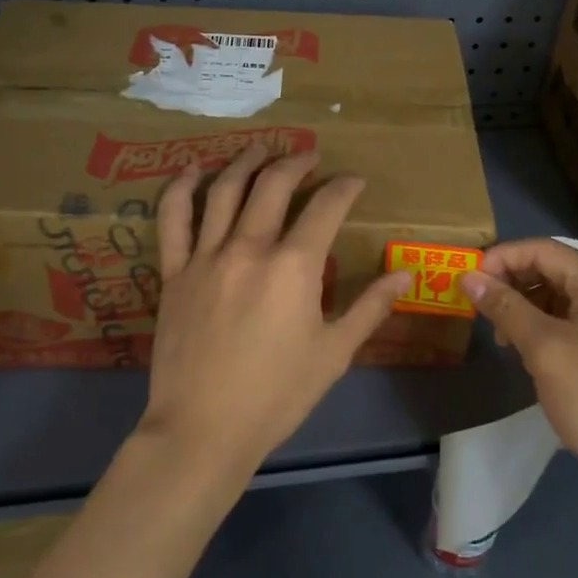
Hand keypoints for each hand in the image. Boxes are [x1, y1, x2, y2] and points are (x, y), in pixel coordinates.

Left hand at [139, 145, 405, 478]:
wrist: (202, 431)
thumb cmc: (276, 396)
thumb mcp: (334, 354)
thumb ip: (370, 308)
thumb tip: (405, 274)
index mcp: (293, 267)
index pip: (326, 208)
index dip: (344, 188)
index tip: (355, 181)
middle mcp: (250, 247)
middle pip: (274, 185)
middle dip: (297, 162)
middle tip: (310, 156)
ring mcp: (206, 256)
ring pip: (225, 190)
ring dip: (246, 161)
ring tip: (261, 146)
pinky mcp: (174, 272)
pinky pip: (173, 219)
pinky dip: (181, 188)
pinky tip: (193, 168)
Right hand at [463, 239, 577, 489]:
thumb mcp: (543, 348)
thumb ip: (505, 307)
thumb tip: (468, 277)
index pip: (541, 249)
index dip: (501, 259)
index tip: (469, 280)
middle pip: (549, 266)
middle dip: (511, 282)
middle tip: (480, 308)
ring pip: (556, 291)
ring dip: (523, 304)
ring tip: (501, 335)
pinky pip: (567, 314)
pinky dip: (540, 322)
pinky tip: (523, 346)